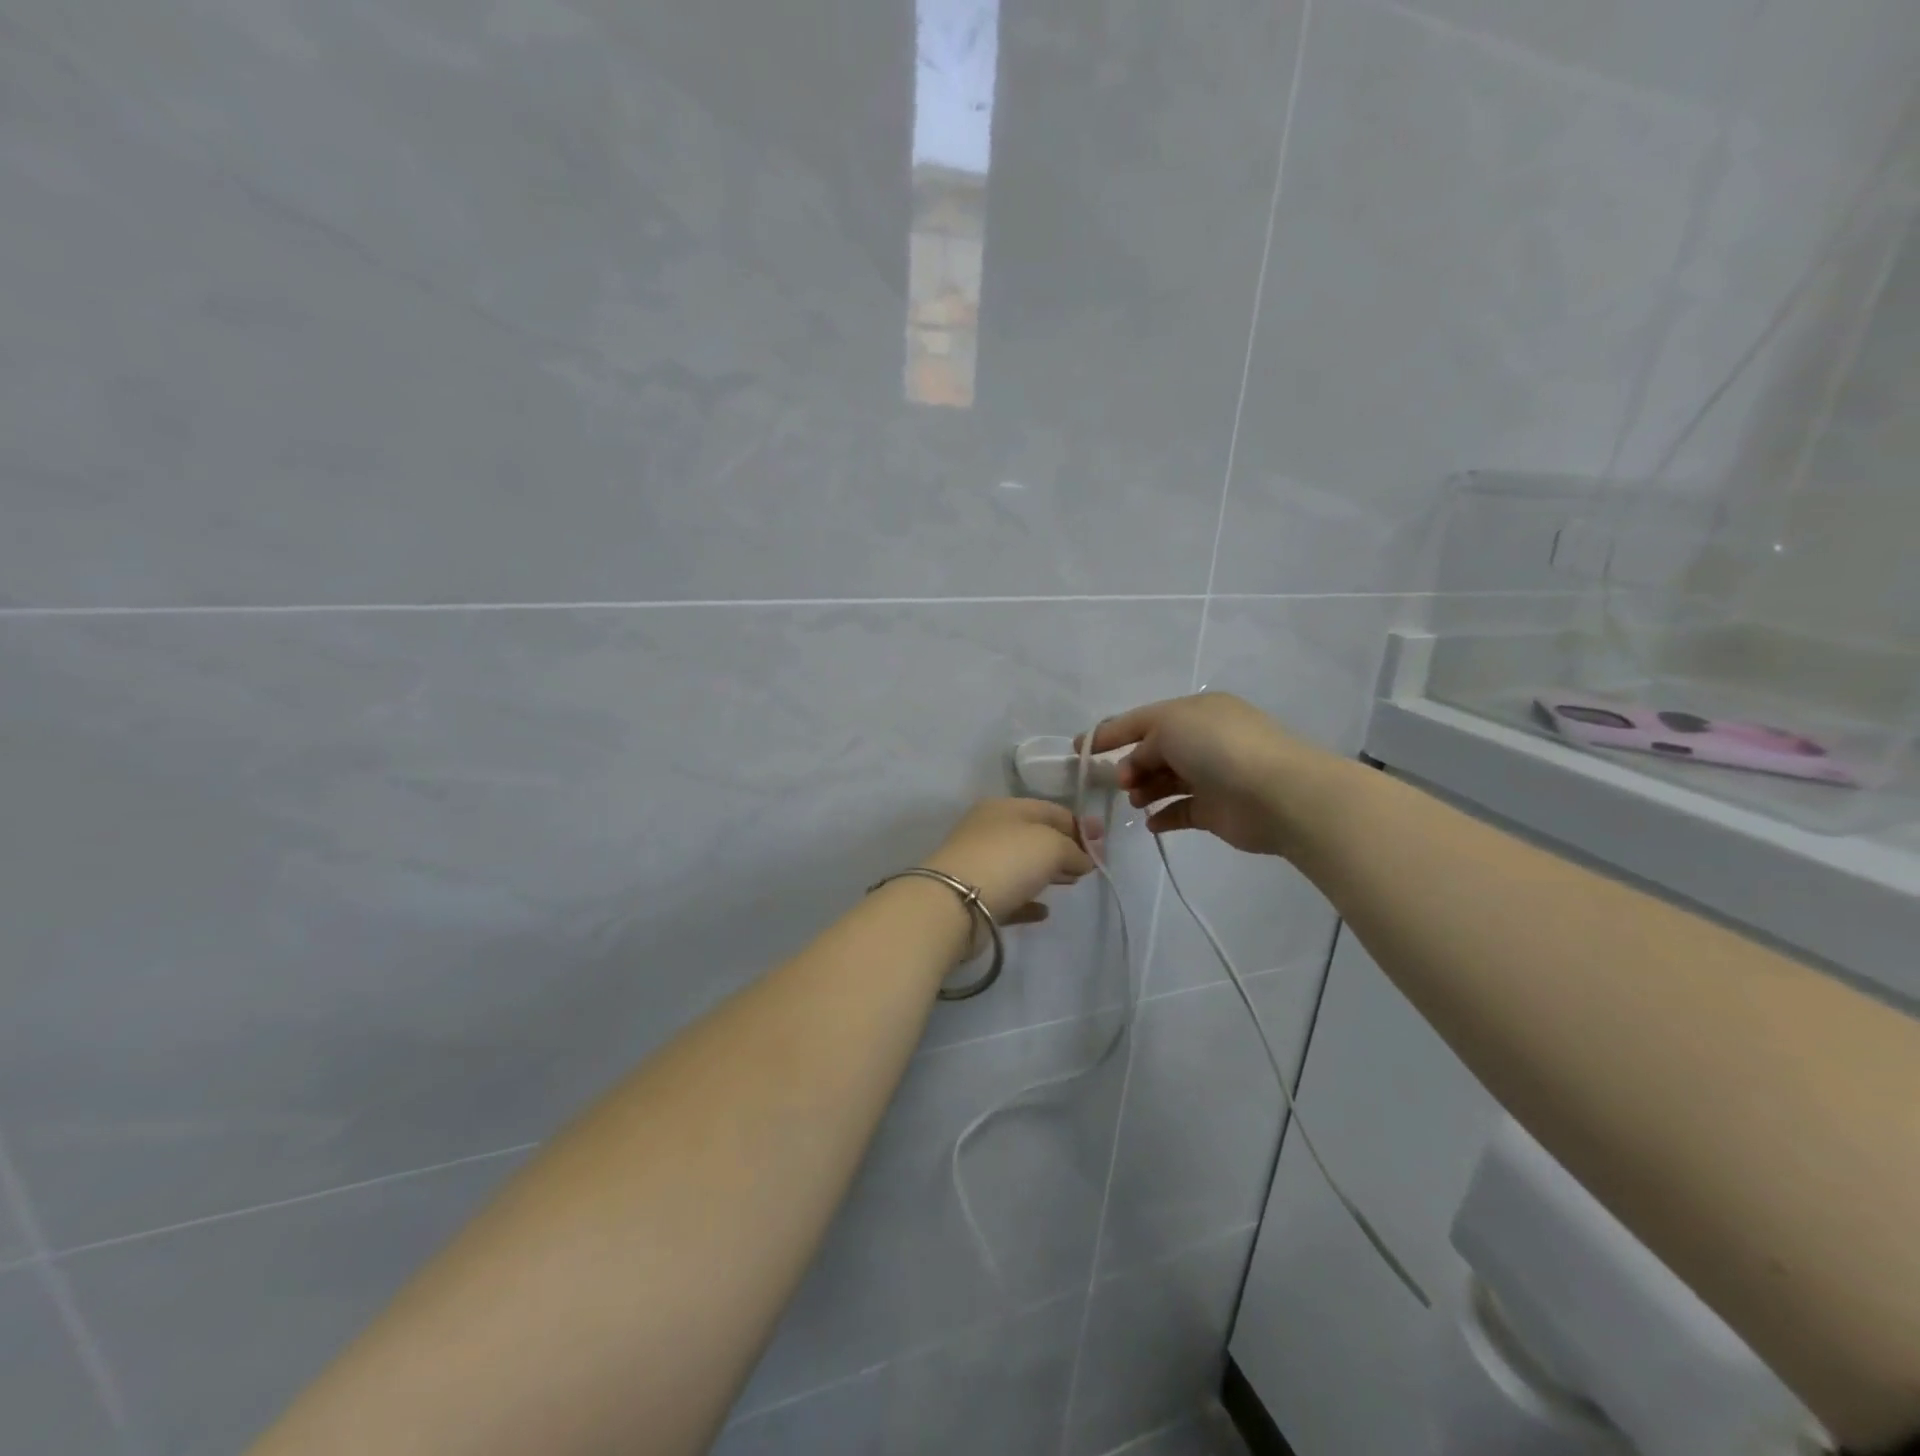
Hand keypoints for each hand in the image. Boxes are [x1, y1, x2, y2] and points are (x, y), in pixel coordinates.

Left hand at [922, 798, 1100, 924]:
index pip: (1049, 809)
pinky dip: (1029, 900)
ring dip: (1048, 872)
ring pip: (1022, 865)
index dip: (1078, 823)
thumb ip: (1073, 849)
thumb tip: (1083, 859)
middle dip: (1065, 847)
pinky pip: (1010, 896)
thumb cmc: (1007, 860)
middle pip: (1035, 836)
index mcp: (1004, 808)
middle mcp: (989, 831)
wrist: (955, 904)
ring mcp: (980, 864)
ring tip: (1073, 883)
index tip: (1103, 839)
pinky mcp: (976, 898)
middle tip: (1091, 863)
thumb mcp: (1051, 844)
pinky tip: (1045, 911)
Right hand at [1084, 692, 1346, 858]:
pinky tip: (1150, 823)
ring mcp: (1211, 776)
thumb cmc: (1218, 748)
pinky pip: (1180, 811)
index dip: (1109, 732)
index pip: (1143, 719)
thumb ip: (1142, 743)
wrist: (1277, 793)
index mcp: (1195, 712)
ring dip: (1144, 790)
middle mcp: (1203, 740)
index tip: (1079, 749)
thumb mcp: (1169, 727)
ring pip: (1165, 781)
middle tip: (1118, 782)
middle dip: (1130, 764)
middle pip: (1153, 751)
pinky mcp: (1215, 811)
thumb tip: (1135, 767)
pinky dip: (1162, 816)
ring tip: (1135, 800)